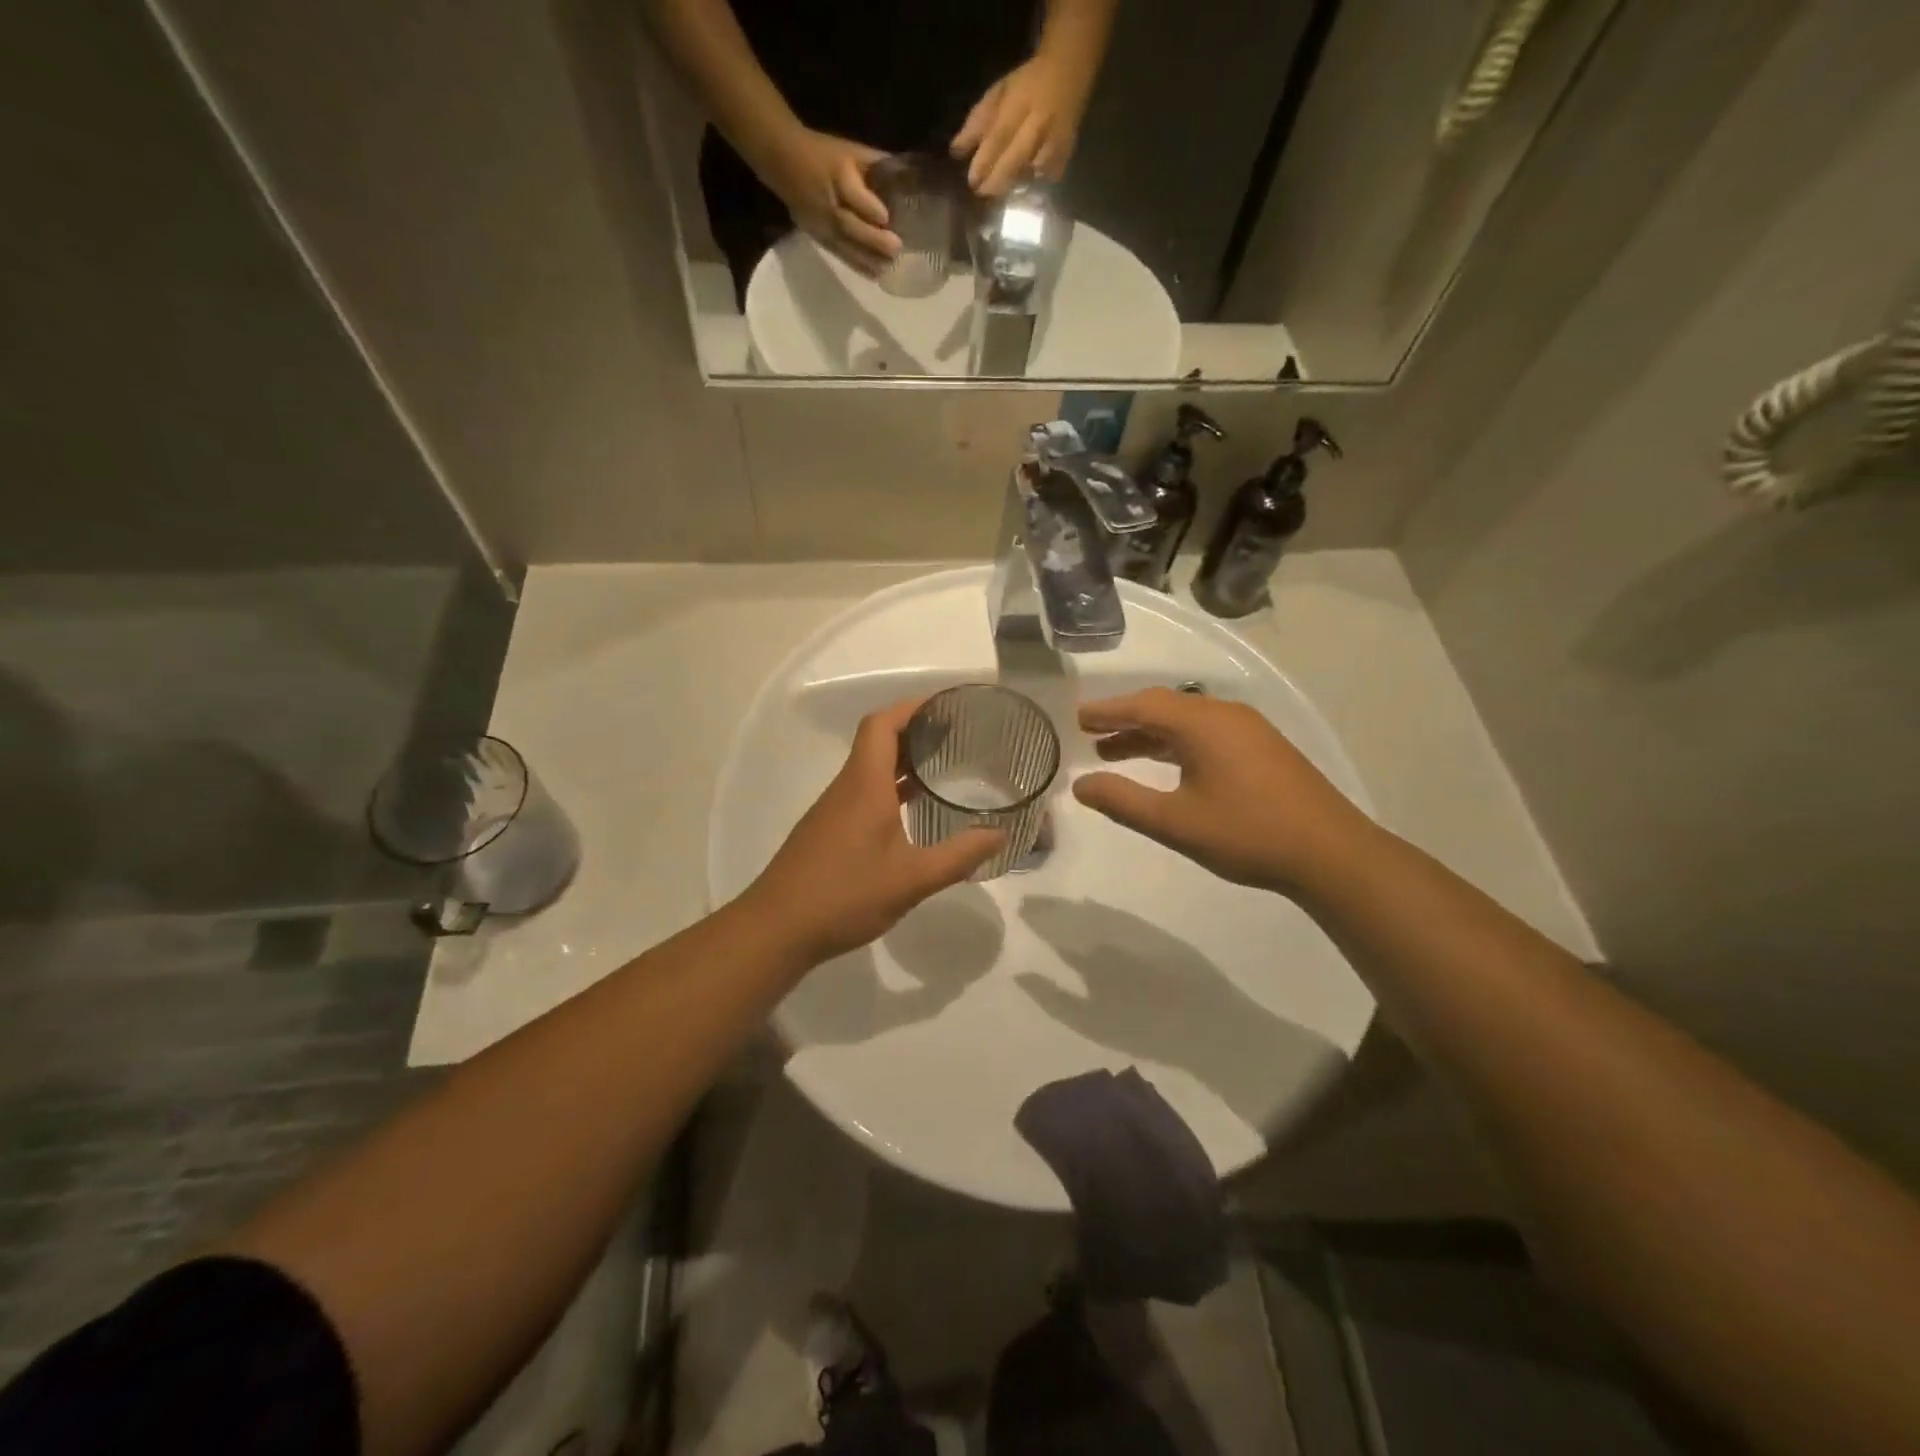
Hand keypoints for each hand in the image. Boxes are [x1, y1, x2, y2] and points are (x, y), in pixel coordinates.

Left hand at [746, 700, 1002, 964]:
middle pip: (876, 741)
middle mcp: (847, 788)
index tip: (946, 706)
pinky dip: (889, 788)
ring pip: (869, 769)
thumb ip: (958, 856)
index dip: (911, 707)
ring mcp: (833, 810)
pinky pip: (862, 793)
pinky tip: (911, 812)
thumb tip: (998, 835)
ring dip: (902, 762)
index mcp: (864, 785)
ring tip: (942, 767)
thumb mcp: (912, 880)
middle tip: (956, 736)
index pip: (881, 724)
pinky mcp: (828, 831)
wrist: (777, 929)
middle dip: (914, 732)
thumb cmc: (846, 895)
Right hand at [764, 126, 900, 274]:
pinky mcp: (818, 237)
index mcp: (837, 174)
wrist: (784, 161)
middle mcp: (827, 202)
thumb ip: (877, 165)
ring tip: (888, 267)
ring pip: (844, 244)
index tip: (887, 218)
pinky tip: (874, 274)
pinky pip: (839, 254)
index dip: (870, 207)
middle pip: (849, 224)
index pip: (853, 194)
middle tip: (896, 248)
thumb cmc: (824, 154)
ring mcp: (820, 223)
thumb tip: (908, 178)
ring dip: (867, 258)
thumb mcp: (851, 150)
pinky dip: (857, 265)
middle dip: (873, 239)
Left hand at [951, 50, 1096, 195]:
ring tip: (999, 190)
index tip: (972, 180)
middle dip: (996, 180)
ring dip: (1012, 185)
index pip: (999, 136)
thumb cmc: (1027, 84)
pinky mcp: (1065, 155)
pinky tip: (1022, 186)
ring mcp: (1055, 141)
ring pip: (1030, 174)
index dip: (985, 161)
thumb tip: (956, 151)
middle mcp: (1040, 123)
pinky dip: (1032, 184)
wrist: (1069, 72)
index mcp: (1021, 103)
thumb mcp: (999, 93)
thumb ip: (978, 122)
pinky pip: (1045, 179)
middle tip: (981, 192)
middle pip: (1015, 160)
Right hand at [1071, 689, 1375, 894]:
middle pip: (1164, 707)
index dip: (1106, 712)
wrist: (1331, 853)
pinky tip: (1167, 765)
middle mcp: (1225, 715)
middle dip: (1125, 721)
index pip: (1141, 705)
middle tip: (1091, 735)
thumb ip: (1123, 801)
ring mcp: (1249, 730)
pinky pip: (1207, 733)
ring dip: (1150, 735)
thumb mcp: (1175, 822)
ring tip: (1115, 754)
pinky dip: (1176, 744)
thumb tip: (1080, 785)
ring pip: (1186, 722)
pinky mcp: (1263, 748)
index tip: (1077, 719)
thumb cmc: (1246, 834)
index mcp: (1202, 724)